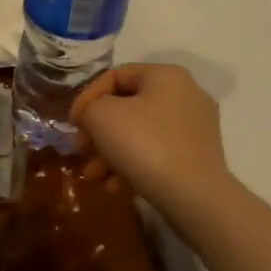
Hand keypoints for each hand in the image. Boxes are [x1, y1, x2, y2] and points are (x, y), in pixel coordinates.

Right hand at [71, 63, 231, 218]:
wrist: (192, 195)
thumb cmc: (143, 144)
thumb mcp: (101, 116)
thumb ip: (88, 108)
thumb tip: (91, 117)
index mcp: (166, 75)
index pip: (116, 76)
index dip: (87, 97)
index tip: (72, 124)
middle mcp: (186, 94)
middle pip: (127, 107)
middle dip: (98, 131)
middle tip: (81, 151)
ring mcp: (195, 127)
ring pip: (139, 133)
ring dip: (110, 152)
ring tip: (94, 176)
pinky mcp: (198, 156)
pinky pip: (156, 152)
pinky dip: (132, 164)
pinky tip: (115, 185)